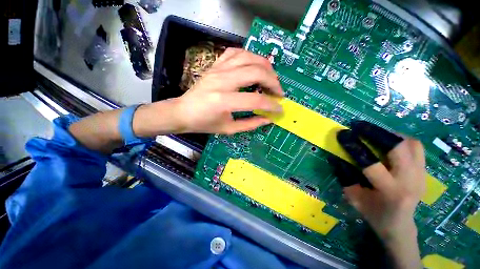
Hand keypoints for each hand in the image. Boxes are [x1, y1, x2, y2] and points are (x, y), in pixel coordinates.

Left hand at [172, 48, 283, 133]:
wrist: (183, 112)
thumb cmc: (204, 123)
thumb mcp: (228, 129)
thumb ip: (251, 124)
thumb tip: (269, 118)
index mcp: (223, 101)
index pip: (256, 100)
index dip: (272, 105)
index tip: (280, 109)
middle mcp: (222, 80)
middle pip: (256, 72)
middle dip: (273, 82)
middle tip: (278, 92)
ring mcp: (218, 69)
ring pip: (249, 57)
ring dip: (265, 67)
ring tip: (270, 79)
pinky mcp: (215, 65)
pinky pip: (236, 52)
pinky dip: (250, 57)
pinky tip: (254, 66)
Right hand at [331, 121, 424, 268]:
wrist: (400, 225)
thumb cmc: (373, 213)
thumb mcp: (353, 198)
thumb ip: (344, 177)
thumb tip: (336, 156)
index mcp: (390, 192)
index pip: (371, 163)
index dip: (354, 146)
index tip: (342, 134)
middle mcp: (411, 181)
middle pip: (399, 147)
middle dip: (376, 133)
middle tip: (359, 127)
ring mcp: (422, 176)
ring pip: (411, 143)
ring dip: (390, 134)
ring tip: (374, 133)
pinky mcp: (425, 172)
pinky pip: (416, 147)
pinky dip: (401, 140)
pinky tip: (389, 142)